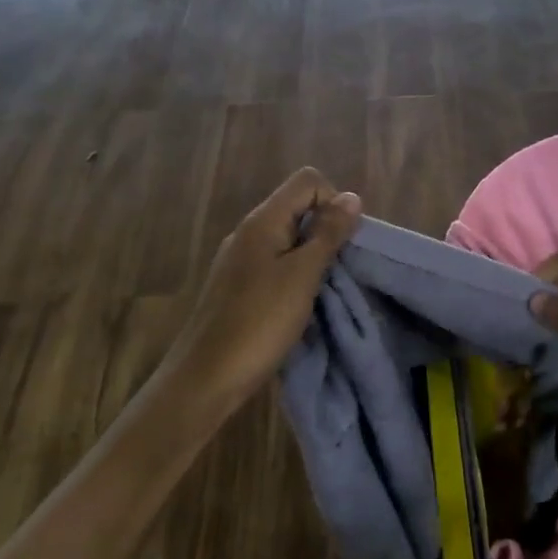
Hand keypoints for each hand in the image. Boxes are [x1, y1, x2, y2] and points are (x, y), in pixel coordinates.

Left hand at [169, 168, 361, 408]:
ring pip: (288, 238)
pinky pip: (275, 264)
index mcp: (262, 221)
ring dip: (313, 256)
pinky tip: (299, 306)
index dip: (333, 201)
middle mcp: (248, 232)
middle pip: (298, 207)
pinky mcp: (237, 287)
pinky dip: (295, 275)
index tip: (342, 241)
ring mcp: (240, 260)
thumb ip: (328, 234)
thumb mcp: (302, 275)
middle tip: (338, 270)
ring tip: (323, 291)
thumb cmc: (259, 322)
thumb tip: (352, 197)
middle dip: (326, 230)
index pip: (307, 181)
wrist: (205, 378)